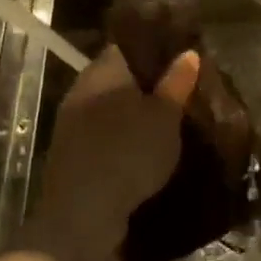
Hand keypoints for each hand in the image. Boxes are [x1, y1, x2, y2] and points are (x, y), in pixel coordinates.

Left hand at [27, 45, 199, 260]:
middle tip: (182, 91)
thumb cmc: (128, 153)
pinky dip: (124, 137)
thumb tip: (188, 53)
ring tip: (169, 121)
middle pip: (119, 77)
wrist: (83, 214)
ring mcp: (72, 123)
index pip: (128, 46)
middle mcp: (82, 90)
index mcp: (103, 71)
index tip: (180, 57)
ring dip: (135, 114)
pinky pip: (104, 134)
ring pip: (111, 108)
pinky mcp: (72, 154)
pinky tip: (146, 149)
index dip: (155, 49)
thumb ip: (177, 83)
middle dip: (147, 84)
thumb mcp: (165, 117)